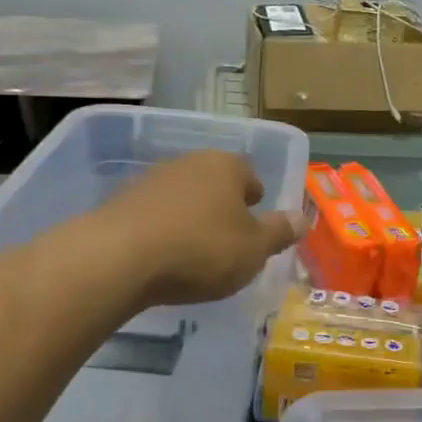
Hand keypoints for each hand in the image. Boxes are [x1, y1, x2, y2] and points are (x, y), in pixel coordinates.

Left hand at [97, 151, 300, 306]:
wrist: (119, 257)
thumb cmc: (201, 249)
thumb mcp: (254, 248)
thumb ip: (279, 232)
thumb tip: (301, 218)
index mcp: (226, 166)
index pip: (249, 174)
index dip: (255, 198)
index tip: (256, 220)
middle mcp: (188, 163)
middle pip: (214, 183)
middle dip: (223, 207)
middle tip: (229, 239)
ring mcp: (151, 180)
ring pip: (183, 197)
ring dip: (191, 218)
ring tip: (195, 252)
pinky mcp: (121, 203)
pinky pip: (155, 215)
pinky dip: (163, 231)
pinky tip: (163, 257)